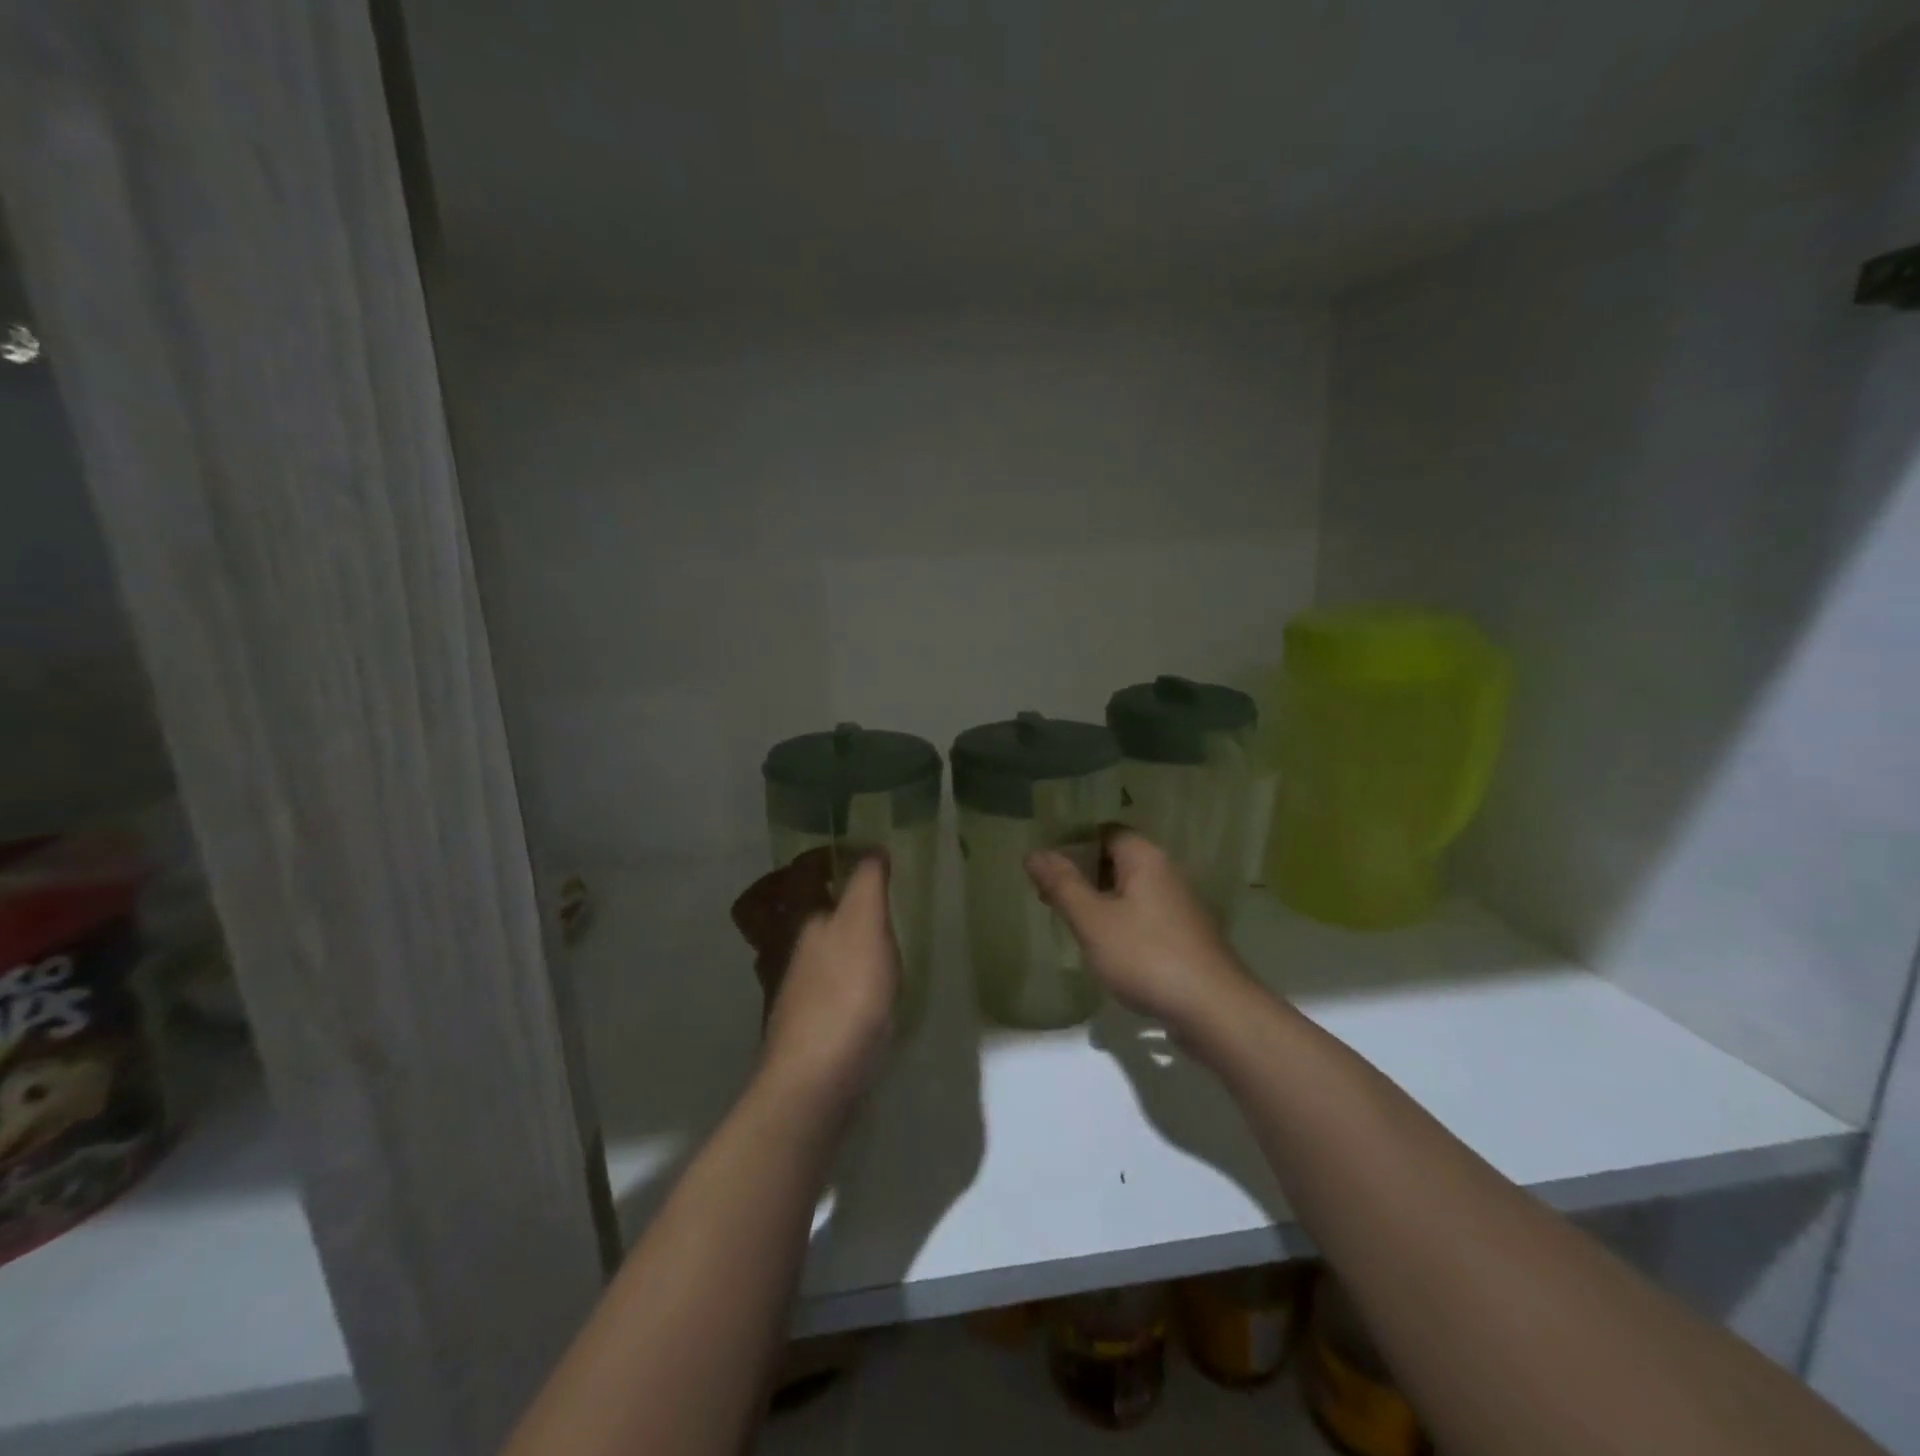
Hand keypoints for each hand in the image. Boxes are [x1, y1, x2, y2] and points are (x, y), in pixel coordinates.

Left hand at [759, 856, 898, 1111]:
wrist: (815, 1081)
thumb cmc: (845, 993)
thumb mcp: (866, 925)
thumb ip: (868, 883)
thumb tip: (870, 850)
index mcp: (795, 916)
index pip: (799, 870)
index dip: (823, 855)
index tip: (855, 853)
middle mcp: (777, 946)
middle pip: (764, 908)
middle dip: (786, 891)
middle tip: (822, 887)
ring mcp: (779, 987)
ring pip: (778, 946)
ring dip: (800, 931)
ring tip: (838, 932)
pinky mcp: (791, 1023)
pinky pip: (796, 981)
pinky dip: (813, 971)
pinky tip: (843, 982)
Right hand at [1026, 831, 1249, 1035]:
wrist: (1214, 1010)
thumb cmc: (1147, 956)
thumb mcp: (1093, 921)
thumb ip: (1062, 885)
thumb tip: (1034, 853)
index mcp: (1145, 857)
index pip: (1104, 831)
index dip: (1072, 843)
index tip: (1044, 865)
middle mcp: (1166, 872)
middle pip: (1116, 859)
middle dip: (1082, 874)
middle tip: (1048, 894)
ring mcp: (1179, 904)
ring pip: (1129, 889)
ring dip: (1100, 900)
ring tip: (1069, 920)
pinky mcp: (1184, 934)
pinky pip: (1143, 914)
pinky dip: (1120, 921)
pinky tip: (1104, 945)